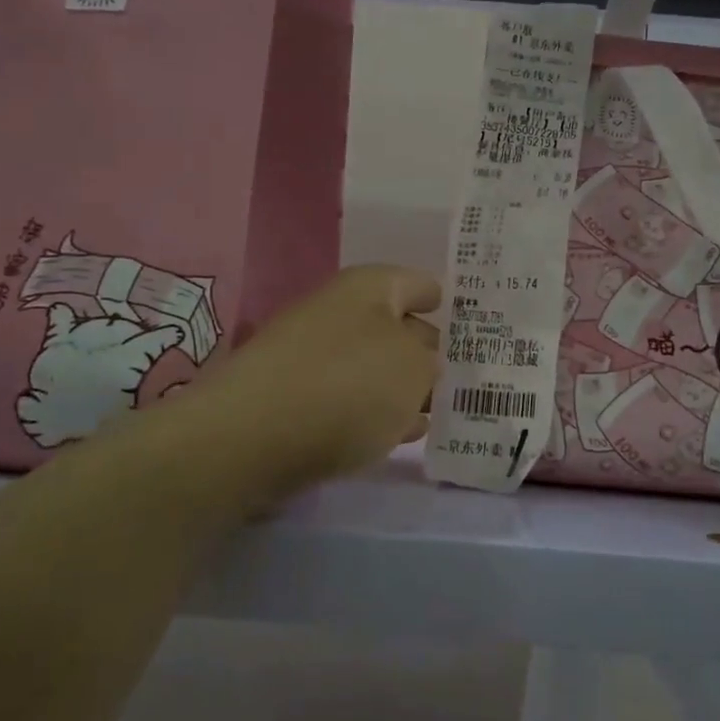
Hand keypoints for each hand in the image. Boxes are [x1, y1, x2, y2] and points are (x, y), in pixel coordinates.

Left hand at [187, 266, 441, 502]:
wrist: (251, 436)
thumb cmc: (348, 385)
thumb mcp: (415, 368)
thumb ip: (430, 361)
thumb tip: (421, 363)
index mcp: (369, 288)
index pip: (419, 284)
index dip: (442, 300)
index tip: (468, 322)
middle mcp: (337, 311)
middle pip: (395, 325)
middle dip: (426, 349)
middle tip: (460, 374)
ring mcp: (309, 354)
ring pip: (371, 365)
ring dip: (401, 386)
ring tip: (435, 410)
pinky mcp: (292, 397)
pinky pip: (346, 396)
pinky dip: (373, 410)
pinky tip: (396, 433)